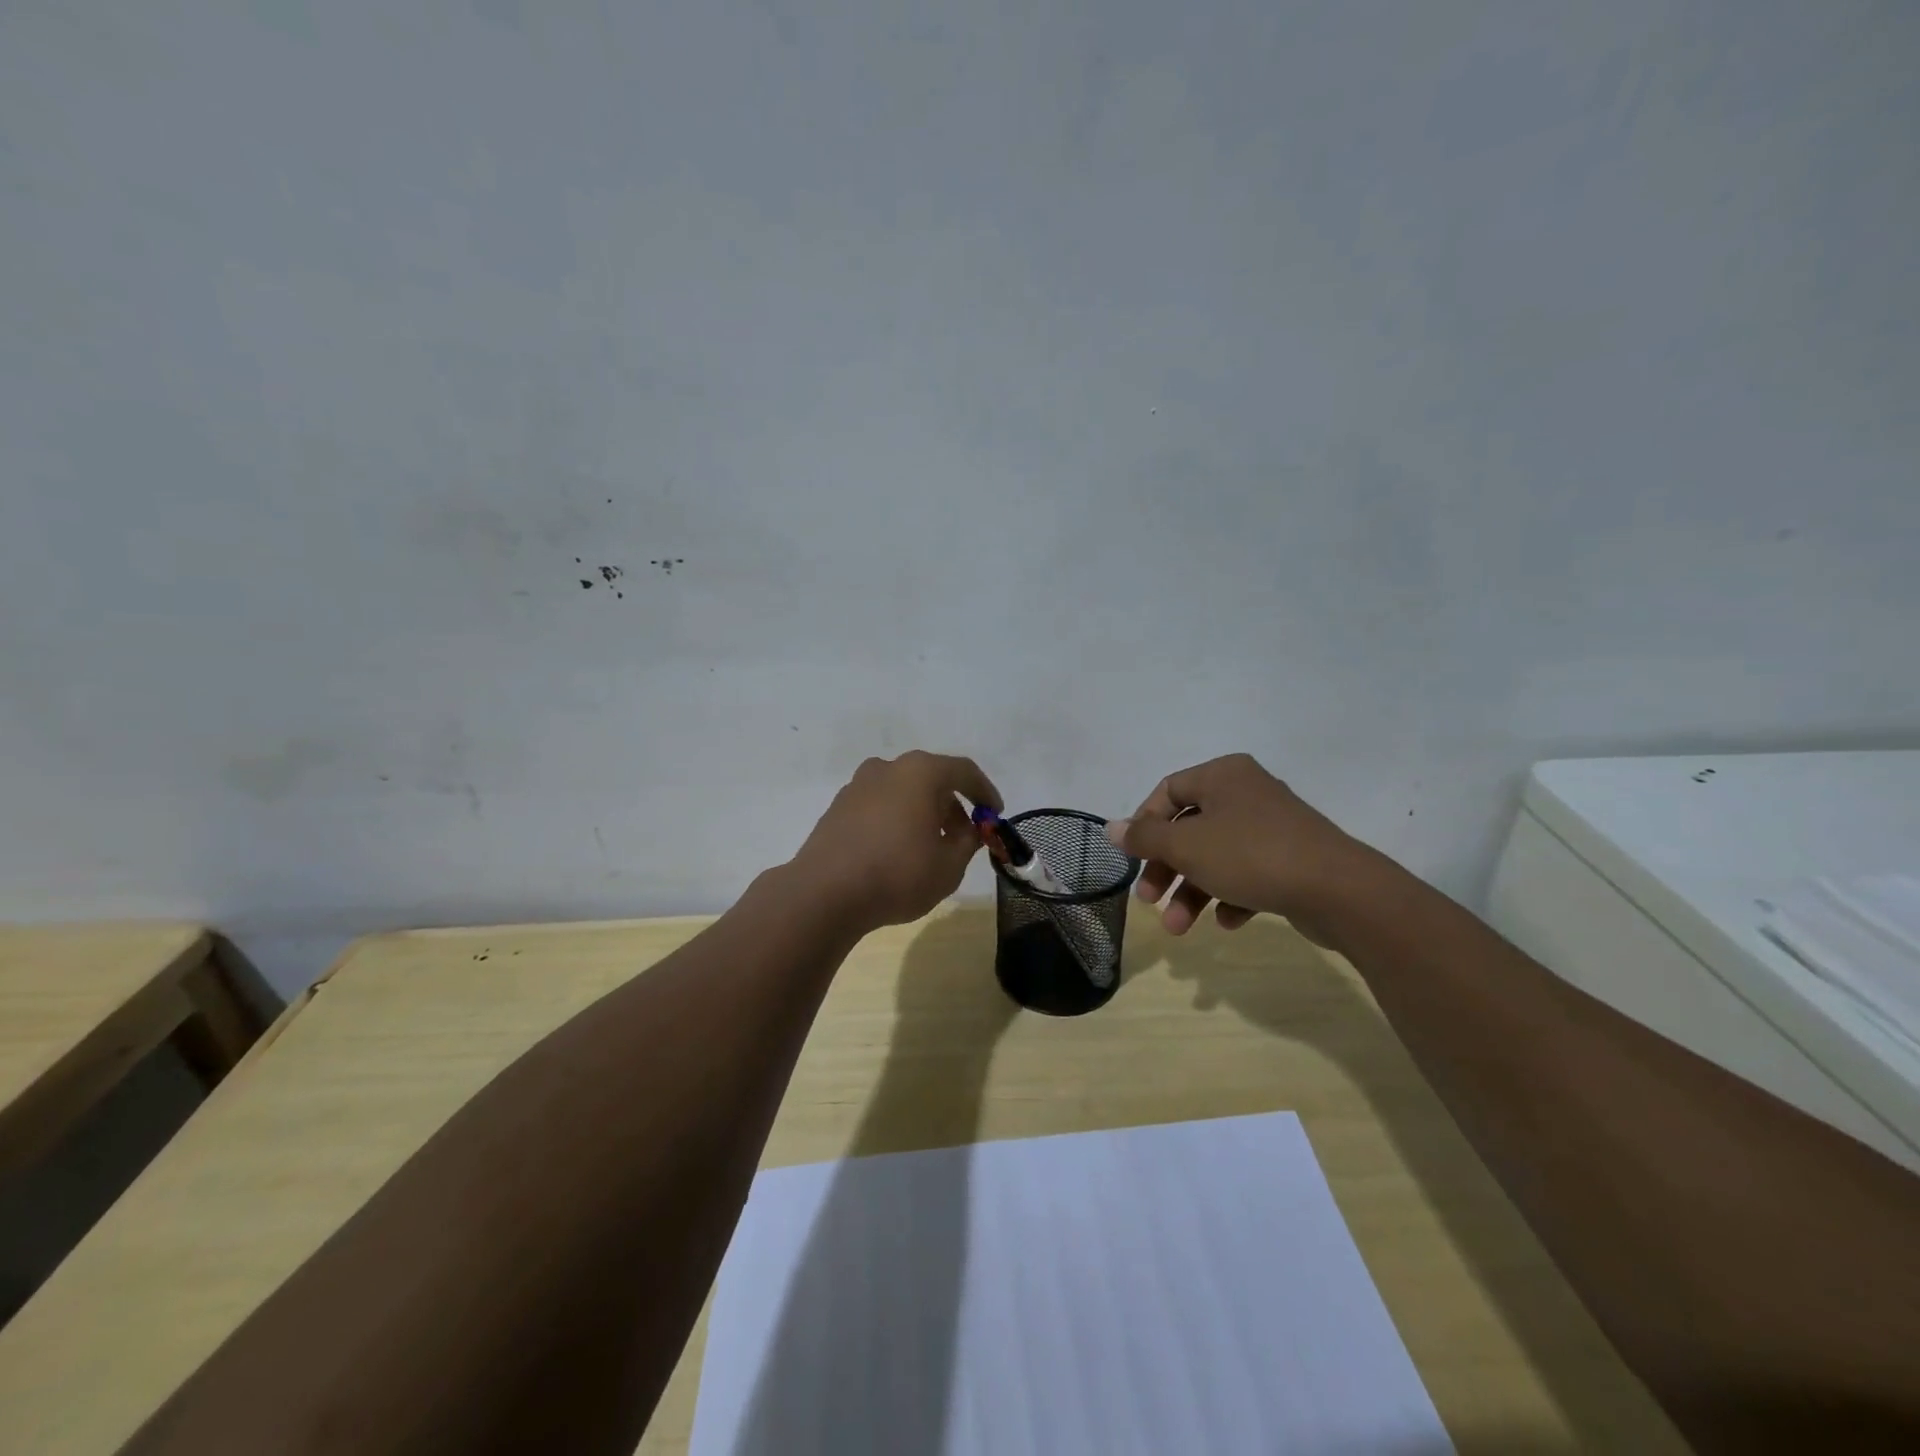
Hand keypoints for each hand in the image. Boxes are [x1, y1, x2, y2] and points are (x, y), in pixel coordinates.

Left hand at [791, 752, 1002, 934]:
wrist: (823, 894)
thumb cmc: (897, 875)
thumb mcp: (949, 866)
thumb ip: (967, 842)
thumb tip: (967, 831)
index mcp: (920, 772)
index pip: (963, 771)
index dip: (984, 792)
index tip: (995, 814)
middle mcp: (887, 768)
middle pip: (931, 778)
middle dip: (952, 805)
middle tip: (964, 835)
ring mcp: (858, 785)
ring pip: (903, 791)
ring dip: (923, 812)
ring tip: (931, 846)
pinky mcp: (838, 807)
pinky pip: (880, 805)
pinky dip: (896, 819)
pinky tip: (898, 850)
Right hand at [1106, 753, 1377, 937]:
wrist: (1339, 890)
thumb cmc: (1251, 855)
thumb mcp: (1186, 846)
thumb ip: (1144, 837)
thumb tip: (1109, 827)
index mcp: (1223, 775)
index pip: (1168, 791)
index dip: (1144, 824)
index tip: (1133, 858)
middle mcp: (1247, 792)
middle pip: (1190, 828)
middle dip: (1166, 869)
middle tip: (1149, 900)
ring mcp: (1273, 826)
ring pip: (1216, 856)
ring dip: (1192, 891)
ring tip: (1180, 928)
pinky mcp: (1292, 858)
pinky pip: (1248, 872)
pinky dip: (1231, 895)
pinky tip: (1228, 921)